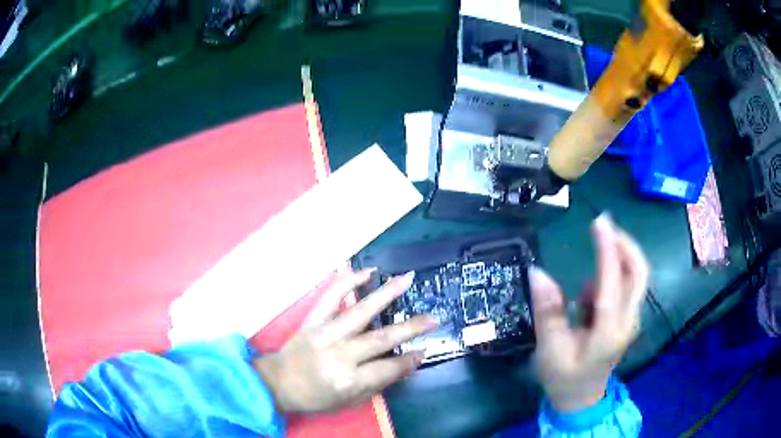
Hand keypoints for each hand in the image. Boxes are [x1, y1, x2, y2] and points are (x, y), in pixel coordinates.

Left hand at [254, 270, 437, 413]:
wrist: (278, 383)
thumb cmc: (315, 397)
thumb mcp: (349, 401)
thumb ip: (377, 384)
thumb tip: (406, 365)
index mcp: (348, 380)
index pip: (388, 368)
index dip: (408, 361)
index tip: (423, 351)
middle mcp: (339, 355)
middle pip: (381, 339)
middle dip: (411, 328)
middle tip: (433, 318)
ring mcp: (325, 333)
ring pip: (361, 311)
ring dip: (386, 294)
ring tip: (407, 279)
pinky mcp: (312, 320)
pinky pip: (331, 297)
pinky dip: (348, 282)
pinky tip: (366, 272)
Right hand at [531, 213, 648, 412]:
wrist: (581, 400)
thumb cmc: (564, 377)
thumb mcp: (550, 348)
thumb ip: (548, 310)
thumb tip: (537, 272)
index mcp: (608, 331)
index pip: (612, 282)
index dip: (607, 249)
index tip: (599, 222)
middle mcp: (627, 321)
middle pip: (639, 272)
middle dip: (625, 245)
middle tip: (604, 228)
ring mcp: (631, 320)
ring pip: (635, 277)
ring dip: (615, 263)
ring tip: (585, 287)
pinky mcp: (627, 319)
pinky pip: (625, 288)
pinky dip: (610, 280)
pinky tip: (587, 300)